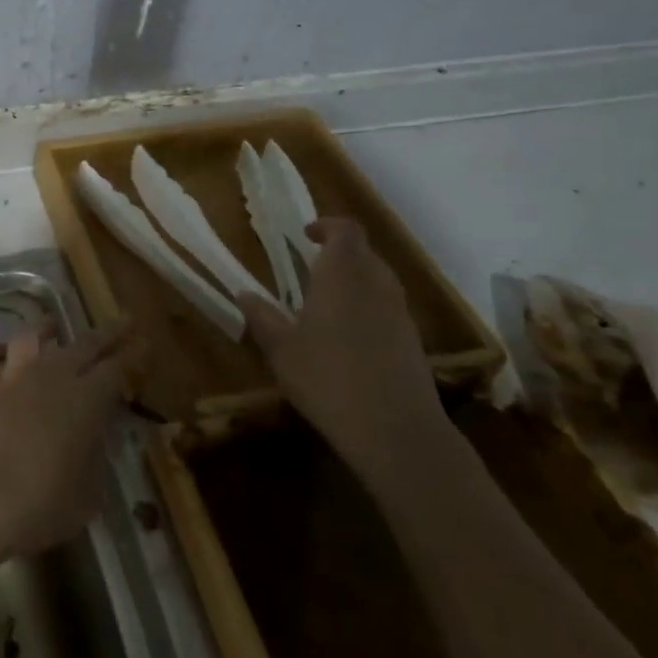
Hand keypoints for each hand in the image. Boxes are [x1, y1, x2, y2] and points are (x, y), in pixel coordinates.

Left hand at [0, 318, 139, 557]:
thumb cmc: (46, 503)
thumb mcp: (90, 491)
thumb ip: (95, 458)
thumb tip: (94, 441)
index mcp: (88, 400)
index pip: (117, 368)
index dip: (133, 355)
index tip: (144, 344)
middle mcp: (52, 377)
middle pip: (84, 344)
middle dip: (107, 333)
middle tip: (122, 323)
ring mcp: (14, 378)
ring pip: (31, 337)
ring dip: (45, 328)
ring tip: (53, 325)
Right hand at [237, 217, 446, 478]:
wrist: (395, 431)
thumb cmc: (327, 378)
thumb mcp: (281, 349)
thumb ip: (262, 317)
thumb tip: (244, 293)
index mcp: (342, 274)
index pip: (345, 230)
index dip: (327, 226)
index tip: (305, 235)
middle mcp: (376, 284)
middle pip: (364, 252)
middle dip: (338, 253)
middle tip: (309, 269)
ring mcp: (400, 313)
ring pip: (378, 279)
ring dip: (354, 280)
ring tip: (324, 302)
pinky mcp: (413, 341)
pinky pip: (388, 307)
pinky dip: (367, 308)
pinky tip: (346, 338)